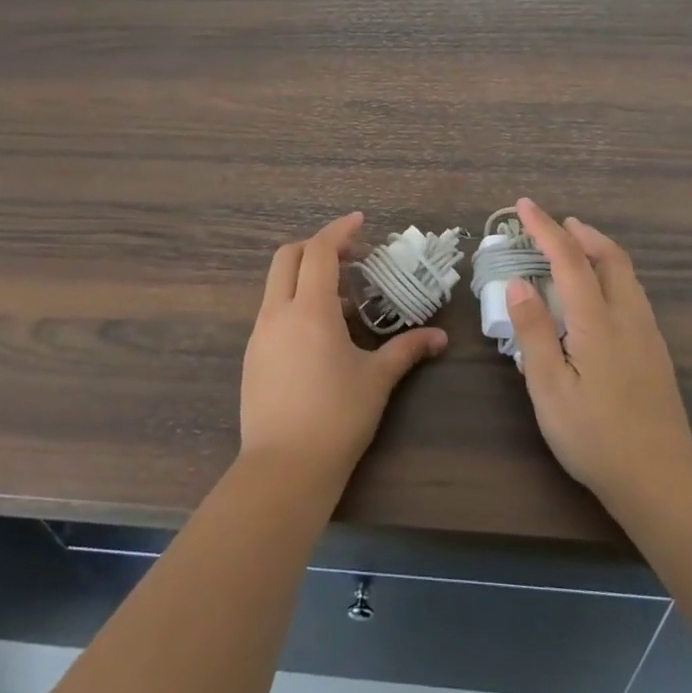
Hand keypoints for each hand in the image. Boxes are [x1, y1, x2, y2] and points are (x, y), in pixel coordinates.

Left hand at [240, 212, 448, 485]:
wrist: (283, 470)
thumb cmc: (336, 418)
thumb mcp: (377, 380)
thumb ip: (407, 350)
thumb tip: (439, 338)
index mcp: (309, 310)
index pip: (318, 251)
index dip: (339, 230)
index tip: (360, 222)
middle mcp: (277, 313)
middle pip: (287, 257)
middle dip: (315, 247)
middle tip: (349, 257)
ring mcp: (259, 335)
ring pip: (276, 285)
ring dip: (304, 277)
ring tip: (340, 301)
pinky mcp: (252, 358)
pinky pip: (272, 313)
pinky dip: (294, 304)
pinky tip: (319, 334)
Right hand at [505, 198, 691, 516]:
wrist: (660, 479)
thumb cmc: (594, 436)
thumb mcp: (549, 387)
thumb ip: (534, 332)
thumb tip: (518, 284)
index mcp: (597, 322)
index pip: (570, 260)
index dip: (545, 229)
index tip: (524, 206)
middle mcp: (627, 317)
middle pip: (610, 256)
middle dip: (581, 233)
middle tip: (555, 223)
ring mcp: (647, 334)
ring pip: (626, 274)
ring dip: (599, 250)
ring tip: (575, 248)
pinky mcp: (655, 351)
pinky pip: (632, 293)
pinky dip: (610, 273)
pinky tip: (597, 294)